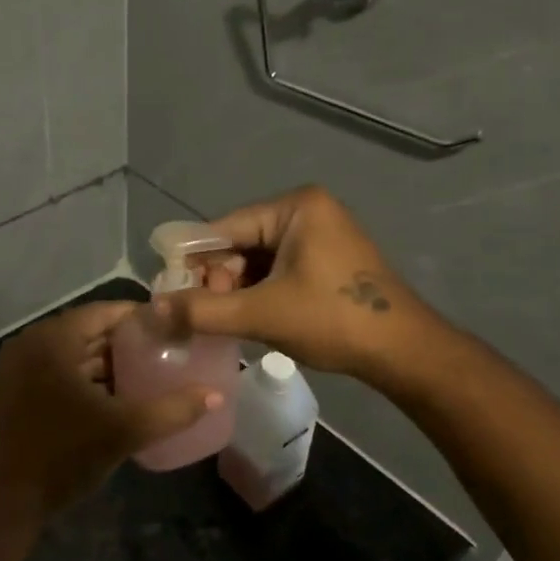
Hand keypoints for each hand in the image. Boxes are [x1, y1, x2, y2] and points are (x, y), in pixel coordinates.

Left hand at [0, 301, 223, 517]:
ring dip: (106, 359)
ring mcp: (18, 365)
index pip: (104, 312)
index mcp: (52, 339)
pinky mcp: (15, 388)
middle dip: (126, 341)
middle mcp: (31, 342)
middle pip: (88, 330)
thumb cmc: (65, 455)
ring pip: (72, 351)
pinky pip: (58, 368)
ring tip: (147, 371)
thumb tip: (216, 396)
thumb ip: (173, 410)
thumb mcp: (124, 430)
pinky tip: (115, 394)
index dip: (140, 318)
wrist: (6, 500)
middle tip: (165, 350)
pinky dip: (85, 375)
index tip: (172, 328)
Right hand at [158, 185, 438, 381]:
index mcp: (295, 207)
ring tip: (228, 322)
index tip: (170, 292)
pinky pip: (277, 270)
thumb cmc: (333, 321)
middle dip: (219, 280)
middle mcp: (307, 211)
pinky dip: (259, 293)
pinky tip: (250, 318)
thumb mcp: (261, 313)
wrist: (405, 353)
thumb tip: (153, 309)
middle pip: (240, 243)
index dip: (193, 261)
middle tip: (208, 316)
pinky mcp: (327, 259)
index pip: (225, 228)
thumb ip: (202, 310)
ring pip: (257, 260)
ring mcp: (320, 234)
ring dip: (237, 290)